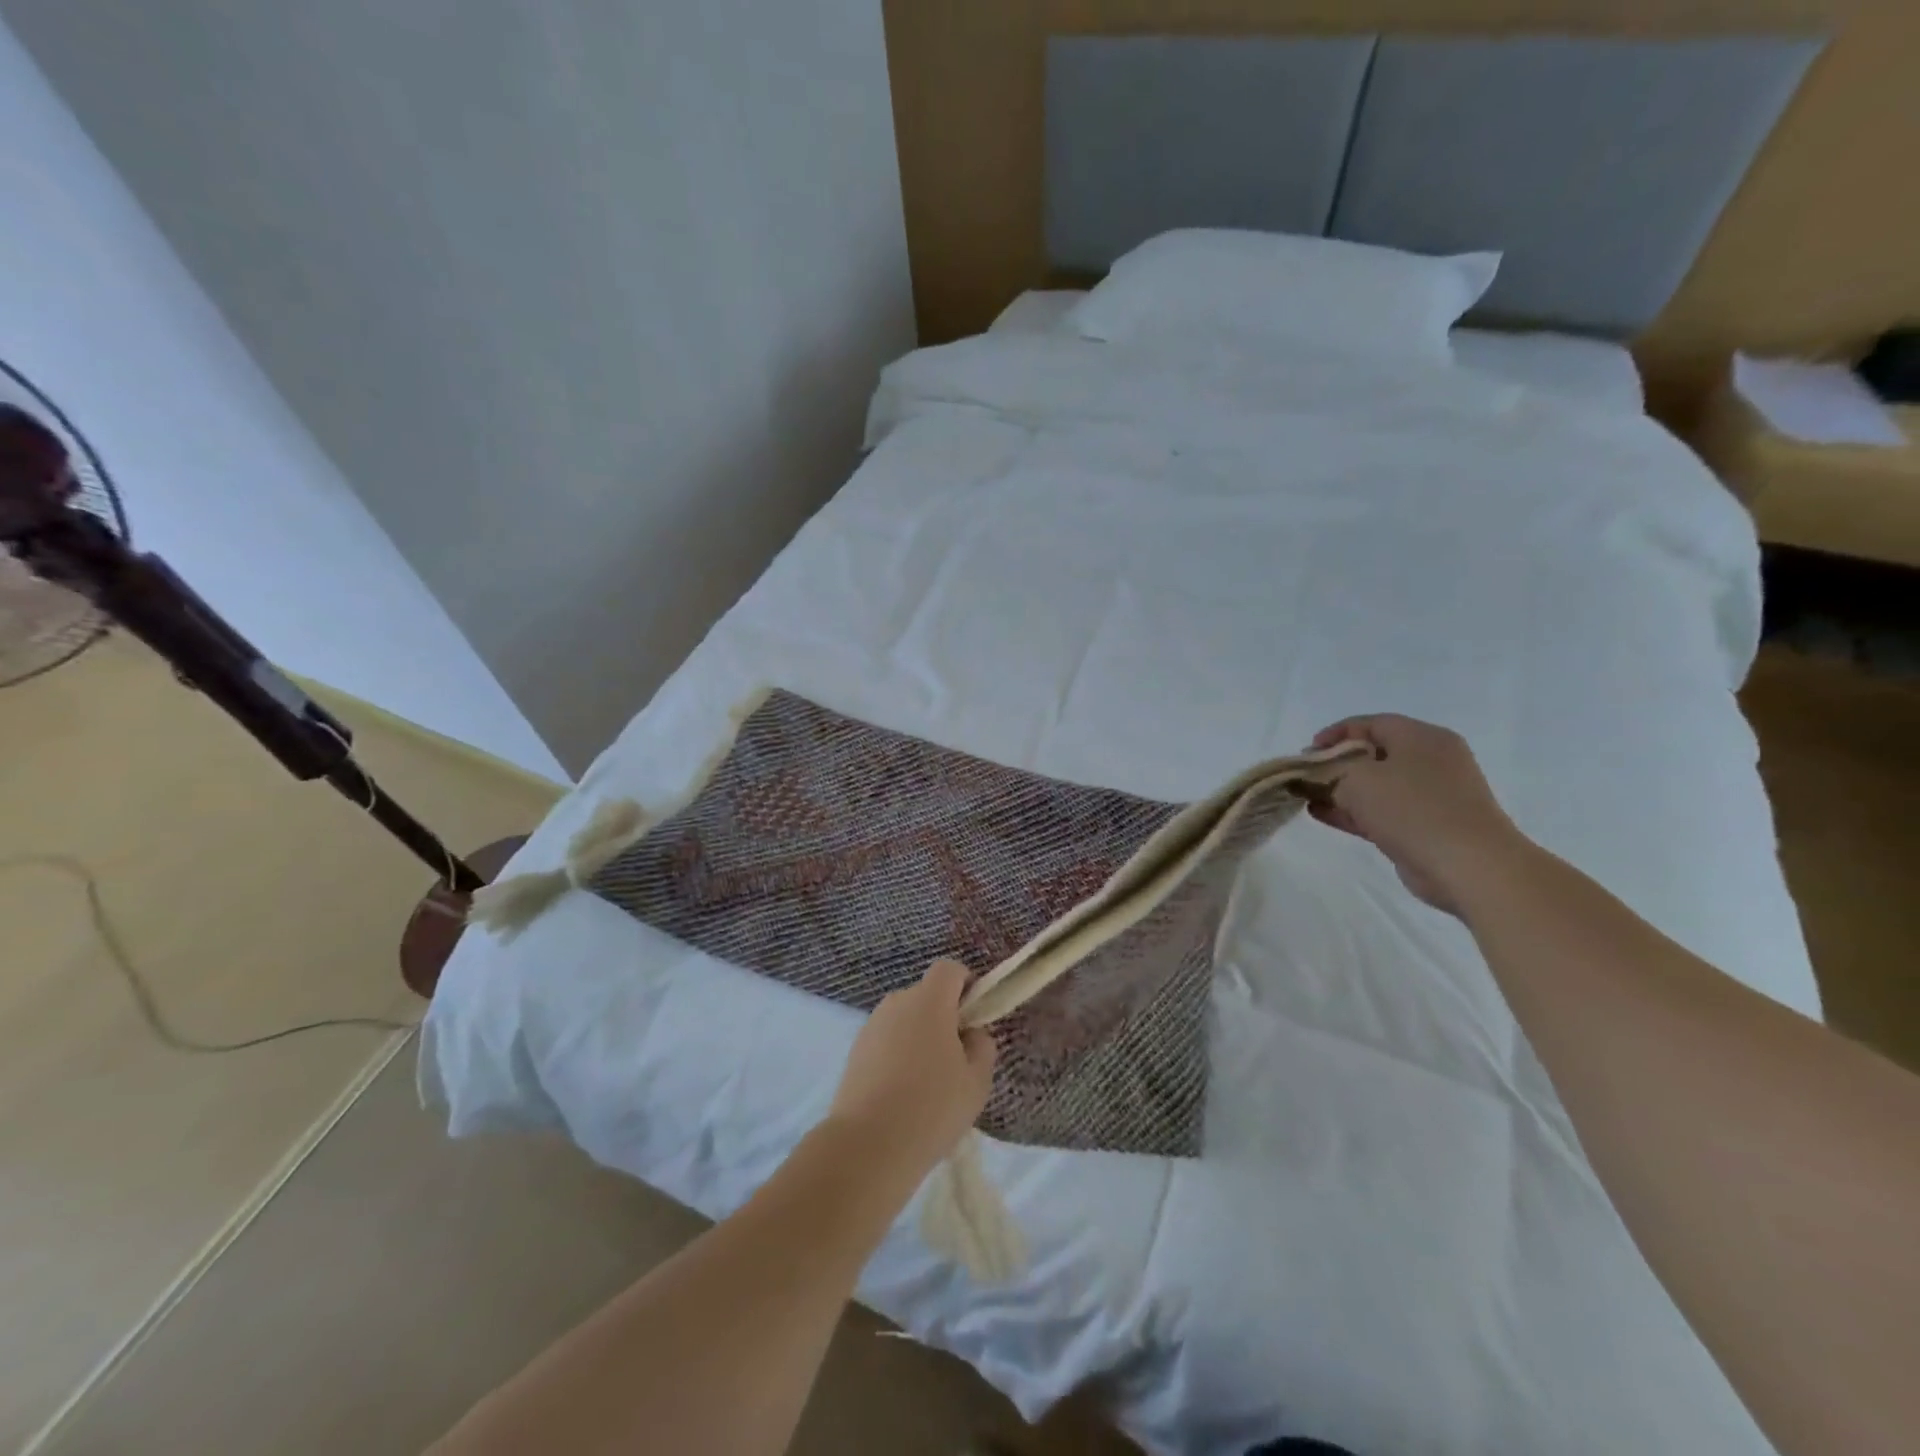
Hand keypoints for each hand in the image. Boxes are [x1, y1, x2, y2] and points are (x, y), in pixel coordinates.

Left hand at [829, 960, 996, 1179]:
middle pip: (926, 996)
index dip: (967, 986)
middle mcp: (897, 1002)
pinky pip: (886, 1042)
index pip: (950, 969)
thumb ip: (982, 1047)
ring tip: (927, 1085)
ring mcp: (871, 1026)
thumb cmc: (932, 1107)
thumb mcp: (977, 1081)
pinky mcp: (854, 1052)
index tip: (974, 1019)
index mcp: (929, 1000)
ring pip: (905, 1020)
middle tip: (955, 1061)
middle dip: (943, 1017)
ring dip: (919, 1038)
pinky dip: (897, 1057)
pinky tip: (902, 1096)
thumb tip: (970, 1033)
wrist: (867, 1146)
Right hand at [1310, 714, 1528, 915]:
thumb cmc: (1412, 808)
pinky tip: (1322, 815)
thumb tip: (1320, 771)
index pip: (1371, 723)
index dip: (1335, 733)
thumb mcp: (1358, 778)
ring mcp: (1431, 796)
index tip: (1307, 750)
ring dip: (1340, 791)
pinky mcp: (1426, 827)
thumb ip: (1332, 769)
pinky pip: (1382, 811)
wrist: (1468, 866)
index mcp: (1422, 738)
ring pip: (1376, 786)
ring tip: (1307, 797)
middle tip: (1306, 775)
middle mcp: (1431, 761)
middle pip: (1373, 754)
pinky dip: (1353, 811)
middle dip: (1335, 764)